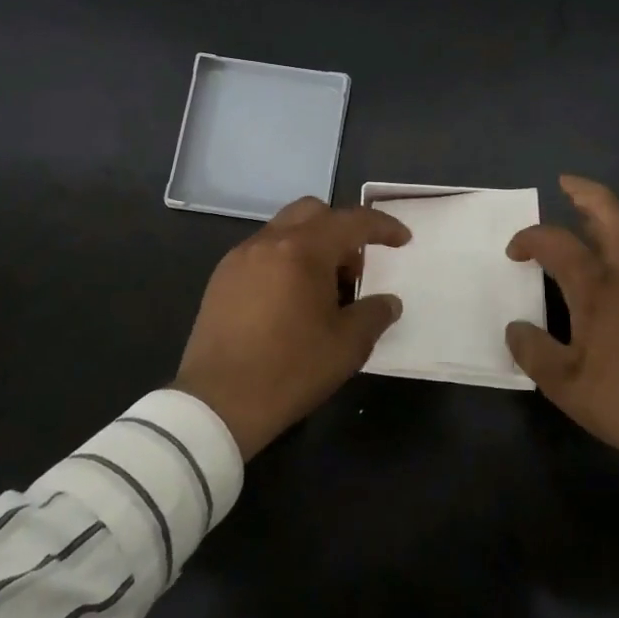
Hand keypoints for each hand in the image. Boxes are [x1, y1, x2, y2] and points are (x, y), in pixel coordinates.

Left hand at [173, 197, 410, 458]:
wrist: (216, 404)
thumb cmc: (290, 370)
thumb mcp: (347, 346)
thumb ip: (374, 314)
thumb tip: (388, 302)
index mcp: (303, 250)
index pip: (352, 222)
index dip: (382, 227)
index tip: (402, 240)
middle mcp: (268, 242)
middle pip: (314, 212)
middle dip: (341, 231)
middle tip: (354, 271)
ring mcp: (240, 258)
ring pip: (285, 229)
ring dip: (311, 246)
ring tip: (322, 291)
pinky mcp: (221, 278)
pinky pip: (262, 252)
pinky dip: (285, 261)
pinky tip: (289, 301)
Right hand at [507, 175, 618, 491]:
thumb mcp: (564, 385)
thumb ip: (533, 351)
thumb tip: (514, 327)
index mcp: (599, 289)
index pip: (557, 244)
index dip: (530, 239)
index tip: (515, 251)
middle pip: (613, 215)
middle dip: (587, 194)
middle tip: (568, 184)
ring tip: (603, 216)